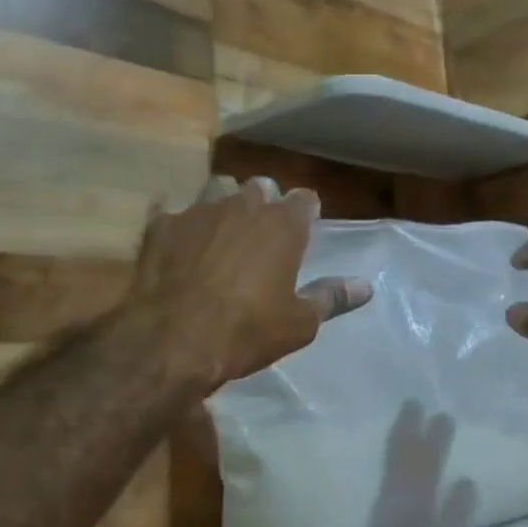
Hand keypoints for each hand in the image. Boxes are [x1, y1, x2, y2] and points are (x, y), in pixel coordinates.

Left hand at [128, 175, 371, 394]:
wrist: (172, 339)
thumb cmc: (247, 331)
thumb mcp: (299, 323)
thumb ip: (331, 297)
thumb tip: (366, 286)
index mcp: (283, 225)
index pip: (305, 199)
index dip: (306, 210)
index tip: (306, 226)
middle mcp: (243, 206)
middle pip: (261, 187)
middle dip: (265, 201)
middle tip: (262, 230)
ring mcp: (199, 211)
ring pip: (218, 189)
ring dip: (224, 203)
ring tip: (222, 230)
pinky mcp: (162, 225)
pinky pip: (173, 211)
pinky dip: (180, 225)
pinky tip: (177, 242)